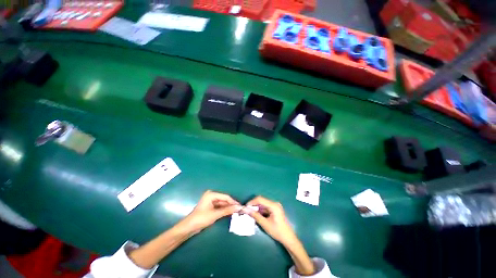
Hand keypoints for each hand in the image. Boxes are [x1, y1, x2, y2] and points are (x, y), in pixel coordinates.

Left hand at [180, 190, 240, 233]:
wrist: (189, 228)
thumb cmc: (201, 219)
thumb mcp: (215, 214)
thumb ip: (227, 210)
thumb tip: (238, 207)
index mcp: (211, 194)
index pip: (225, 197)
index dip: (233, 201)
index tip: (240, 206)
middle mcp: (212, 196)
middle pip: (224, 200)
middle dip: (231, 205)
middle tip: (239, 209)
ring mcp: (211, 201)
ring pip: (222, 203)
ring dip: (228, 207)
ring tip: (236, 211)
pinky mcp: (210, 207)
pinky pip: (219, 207)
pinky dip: (224, 210)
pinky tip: (230, 212)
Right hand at [247, 196, 315, 275]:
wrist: (288, 238)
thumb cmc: (277, 231)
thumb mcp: (265, 224)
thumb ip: (255, 216)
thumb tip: (246, 210)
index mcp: (273, 205)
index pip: (260, 199)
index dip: (252, 202)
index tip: (245, 207)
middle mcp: (274, 203)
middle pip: (261, 200)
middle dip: (253, 204)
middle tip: (247, 210)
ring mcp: (275, 206)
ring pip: (263, 204)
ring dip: (256, 207)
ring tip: (250, 213)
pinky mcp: (275, 209)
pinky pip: (266, 207)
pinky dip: (260, 210)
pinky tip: (256, 215)